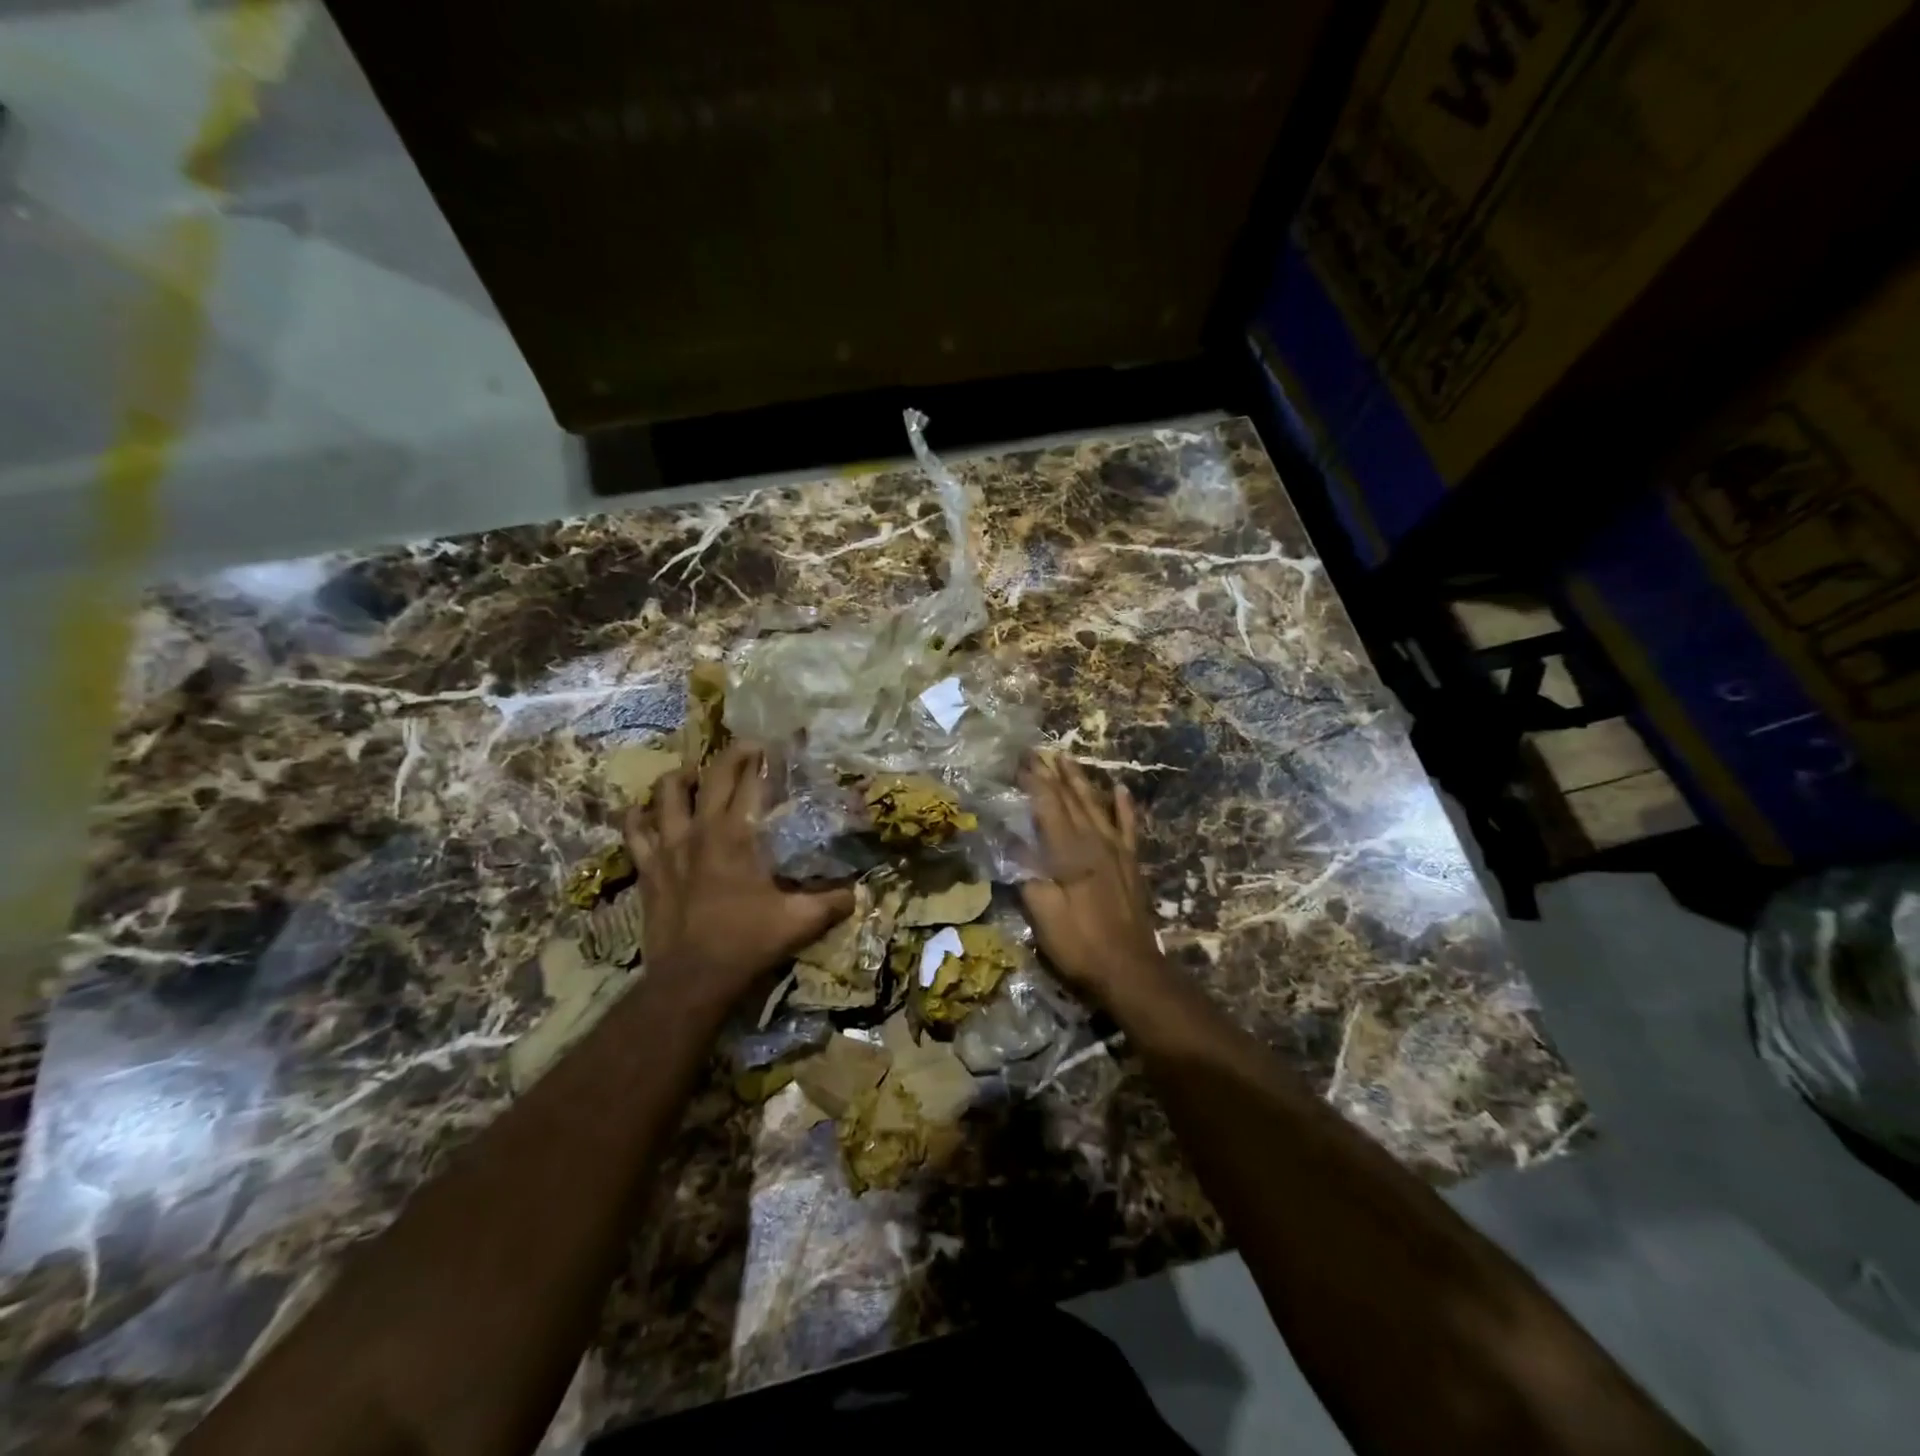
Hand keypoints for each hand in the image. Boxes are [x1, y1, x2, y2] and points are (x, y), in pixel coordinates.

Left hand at [624, 741, 853, 1007]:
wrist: (692, 978)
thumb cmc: (747, 943)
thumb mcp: (800, 922)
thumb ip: (833, 902)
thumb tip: (861, 891)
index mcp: (738, 835)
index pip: (752, 782)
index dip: (764, 759)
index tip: (776, 746)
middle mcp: (700, 829)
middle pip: (712, 775)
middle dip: (731, 754)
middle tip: (747, 749)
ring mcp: (668, 846)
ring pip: (667, 792)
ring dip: (683, 777)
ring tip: (696, 776)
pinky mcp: (648, 866)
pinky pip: (635, 828)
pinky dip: (640, 814)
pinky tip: (648, 810)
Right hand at [1018, 752, 1167, 1001]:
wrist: (1130, 970)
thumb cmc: (1079, 944)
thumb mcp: (1043, 913)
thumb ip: (1027, 873)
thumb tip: (1010, 841)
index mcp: (1069, 852)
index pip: (1047, 807)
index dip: (1033, 782)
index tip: (1020, 761)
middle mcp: (1094, 842)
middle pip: (1070, 800)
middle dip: (1053, 774)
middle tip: (1038, 751)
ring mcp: (1116, 851)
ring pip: (1096, 806)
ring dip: (1081, 781)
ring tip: (1068, 759)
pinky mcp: (1131, 864)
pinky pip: (1127, 827)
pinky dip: (1123, 806)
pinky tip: (1119, 788)